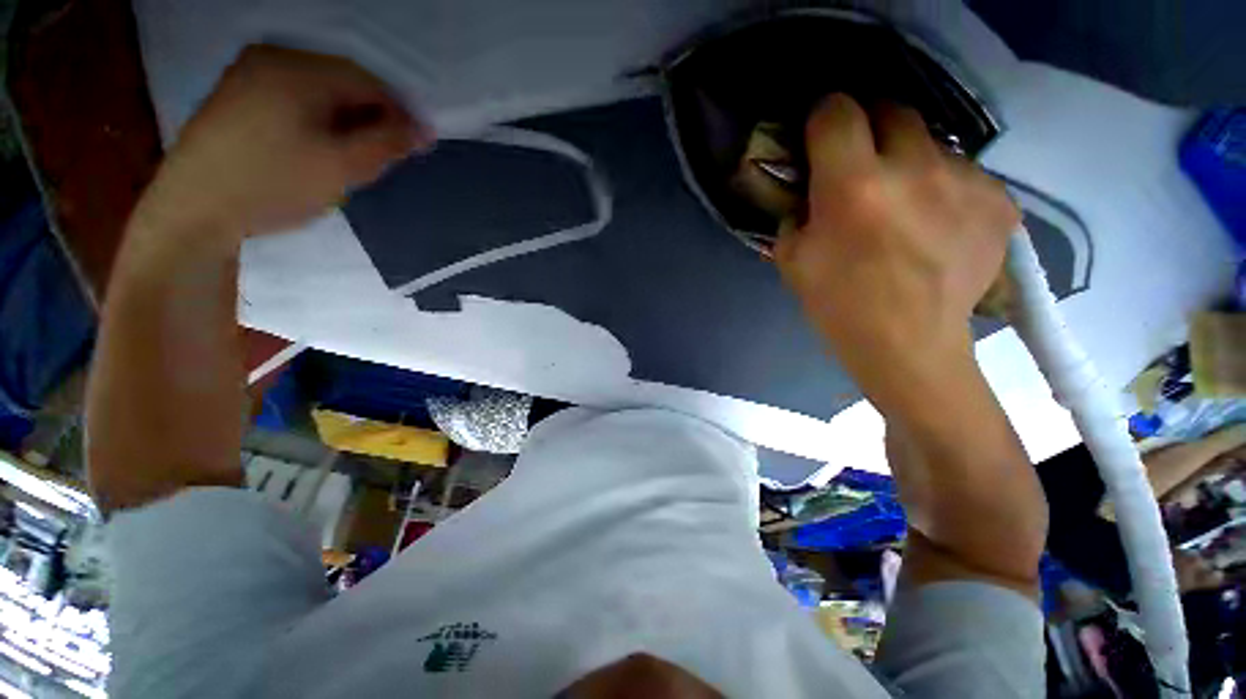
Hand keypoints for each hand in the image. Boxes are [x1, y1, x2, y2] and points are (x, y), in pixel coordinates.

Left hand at [135, 44, 429, 239]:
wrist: (193, 209)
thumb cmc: (274, 184)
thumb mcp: (343, 166)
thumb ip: (388, 144)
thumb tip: (424, 131)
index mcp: (299, 68)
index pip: (368, 82)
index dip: (400, 113)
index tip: (418, 145)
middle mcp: (272, 58)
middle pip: (342, 84)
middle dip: (370, 119)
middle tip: (384, 157)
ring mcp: (248, 75)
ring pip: (318, 93)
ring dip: (345, 122)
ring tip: (352, 158)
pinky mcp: (235, 96)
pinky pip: (293, 100)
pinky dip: (316, 121)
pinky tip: (317, 149)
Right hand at [775, 95, 1018, 406]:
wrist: (909, 346)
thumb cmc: (839, 307)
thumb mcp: (792, 260)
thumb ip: (796, 212)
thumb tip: (810, 188)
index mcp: (852, 188)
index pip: (837, 111)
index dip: (824, 118)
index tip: (821, 137)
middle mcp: (914, 169)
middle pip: (892, 108)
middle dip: (870, 128)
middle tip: (862, 164)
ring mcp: (965, 182)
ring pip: (931, 144)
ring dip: (911, 164)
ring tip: (906, 207)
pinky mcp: (1000, 201)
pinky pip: (964, 175)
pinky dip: (945, 191)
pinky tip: (937, 227)